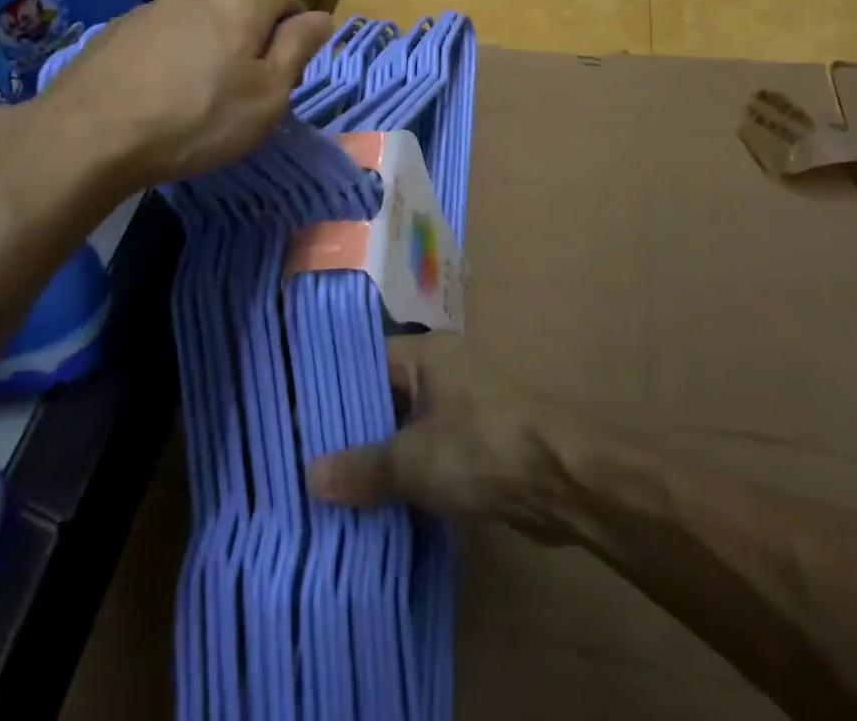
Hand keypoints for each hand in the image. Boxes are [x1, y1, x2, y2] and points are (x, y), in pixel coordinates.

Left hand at [0, 0, 332, 221]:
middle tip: (248, 78)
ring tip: (202, 83)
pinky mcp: (121, 24)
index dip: (296, 24)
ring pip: (201, 12)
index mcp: (243, 0)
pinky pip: (166, 28)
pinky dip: (176, 47)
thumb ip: (300, 47)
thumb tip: (323, 16)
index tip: (289, 64)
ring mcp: (155, 3)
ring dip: (212, 36)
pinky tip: (162, 85)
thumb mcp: (268, 94)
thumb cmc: (198, 117)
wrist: (91, 133)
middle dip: (254, 29)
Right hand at [306, 334, 578, 542]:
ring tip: (334, 487)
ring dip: (381, 456)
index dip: (331, 391)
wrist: (562, 479)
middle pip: (386, 395)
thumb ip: (360, 467)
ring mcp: (465, 405)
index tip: (295, 420)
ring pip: (408, 427)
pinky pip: (430, 451)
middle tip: (307, 460)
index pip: (365, 362)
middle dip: (353, 430)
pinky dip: (409, 473)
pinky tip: (379, 503)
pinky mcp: (480, 442)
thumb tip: (310, 475)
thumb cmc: (480, 448)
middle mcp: (444, 370)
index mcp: (426, 353)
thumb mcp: (412, 460)